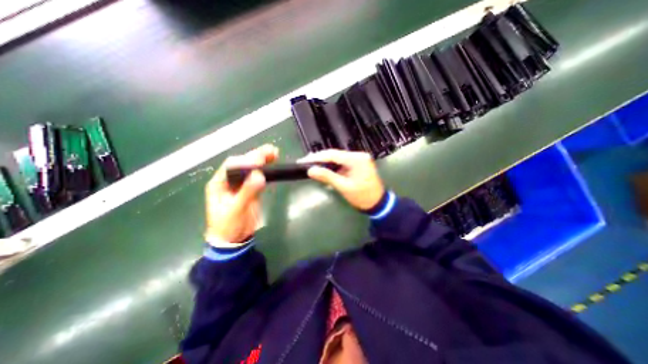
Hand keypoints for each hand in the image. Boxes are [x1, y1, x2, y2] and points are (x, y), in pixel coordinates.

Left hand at [205, 144, 278, 244]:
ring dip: (263, 161)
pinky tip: (273, 164)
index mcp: (219, 183)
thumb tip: (259, 175)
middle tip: (271, 151)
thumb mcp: (236, 210)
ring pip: (252, 169)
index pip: (231, 166)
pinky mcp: (251, 190)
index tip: (260, 160)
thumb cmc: (229, 226)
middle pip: (243, 164)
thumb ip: (247, 192)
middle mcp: (229, 181)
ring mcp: (241, 185)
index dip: (246, 161)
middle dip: (256, 156)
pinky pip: (258, 177)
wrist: (234, 240)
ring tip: (275, 153)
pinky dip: (266, 171)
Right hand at [298, 148, 383, 210]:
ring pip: (338, 158)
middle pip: (335, 154)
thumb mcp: (344, 187)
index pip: (333, 155)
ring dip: (325, 162)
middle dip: (320, 159)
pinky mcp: (358, 163)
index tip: (304, 161)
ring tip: (311, 164)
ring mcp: (359, 159)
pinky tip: (324, 167)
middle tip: (305, 162)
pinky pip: (342, 162)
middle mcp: (358, 155)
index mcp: (357, 159)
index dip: (317, 157)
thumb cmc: (362, 197)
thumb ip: (327, 177)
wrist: (378, 203)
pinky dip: (332, 165)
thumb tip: (310, 170)